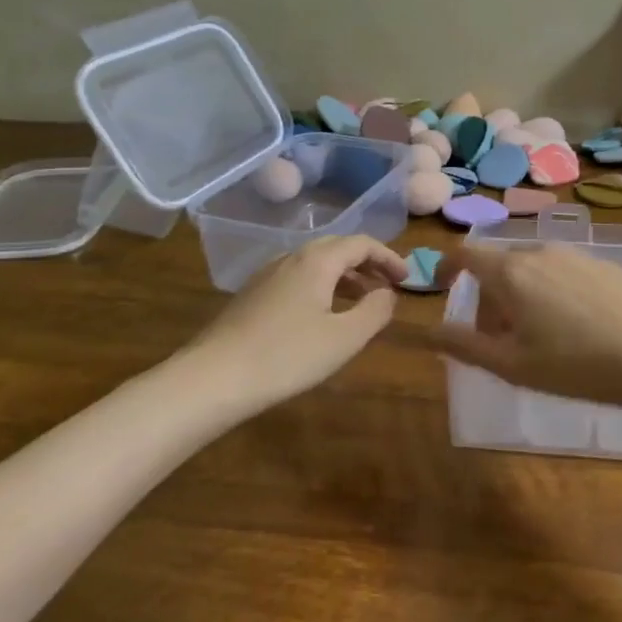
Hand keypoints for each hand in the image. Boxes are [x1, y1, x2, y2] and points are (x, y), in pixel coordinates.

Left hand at [180, 236, 408, 411]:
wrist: (214, 377)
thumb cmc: (287, 356)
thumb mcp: (344, 338)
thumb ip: (375, 311)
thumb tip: (388, 293)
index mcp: (317, 261)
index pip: (361, 243)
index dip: (389, 257)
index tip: (407, 279)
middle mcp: (291, 257)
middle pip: (337, 248)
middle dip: (367, 264)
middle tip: (388, 288)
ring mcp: (267, 275)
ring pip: (315, 264)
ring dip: (344, 277)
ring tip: (361, 303)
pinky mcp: (252, 295)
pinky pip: (297, 279)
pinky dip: (322, 287)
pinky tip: (322, 316)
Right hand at [433, 243, 621, 411]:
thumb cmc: (575, 365)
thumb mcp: (511, 365)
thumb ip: (464, 345)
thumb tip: (426, 331)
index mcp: (510, 273)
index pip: (466, 253)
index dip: (447, 266)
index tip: (442, 286)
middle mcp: (540, 252)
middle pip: (499, 265)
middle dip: (487, 296)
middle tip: (497, 338)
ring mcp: (575, 254)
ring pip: (531, 268)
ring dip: (519, 295)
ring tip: (536, 337)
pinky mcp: (604, 264)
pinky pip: (561, 271)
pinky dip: (550, 291)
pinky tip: (574, 327)